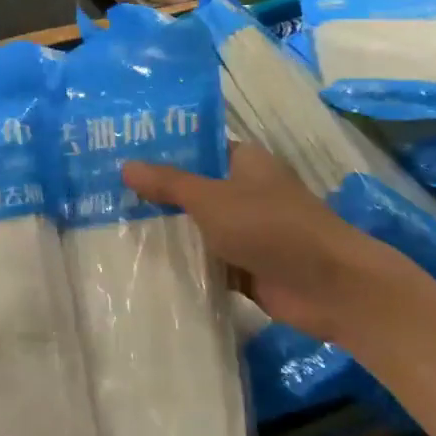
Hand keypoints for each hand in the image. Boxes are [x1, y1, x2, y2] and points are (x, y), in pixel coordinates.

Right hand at [122, 143, 416, 343]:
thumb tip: (125, 165)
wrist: (330, 288)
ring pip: (198, 226)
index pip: (197, 147)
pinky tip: (143, 263)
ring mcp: (247, 231)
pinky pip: (207, 259)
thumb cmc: (271, 228)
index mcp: (244, 162)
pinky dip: (184, 263)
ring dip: (168, 230)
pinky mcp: (246, 266)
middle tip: (105, 191)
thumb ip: (169, 184)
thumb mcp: (212, 199)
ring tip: (112, 226)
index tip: (120, 152)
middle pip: (193, 188)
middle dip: (156, 193)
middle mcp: (245, 191)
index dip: (162, 149)